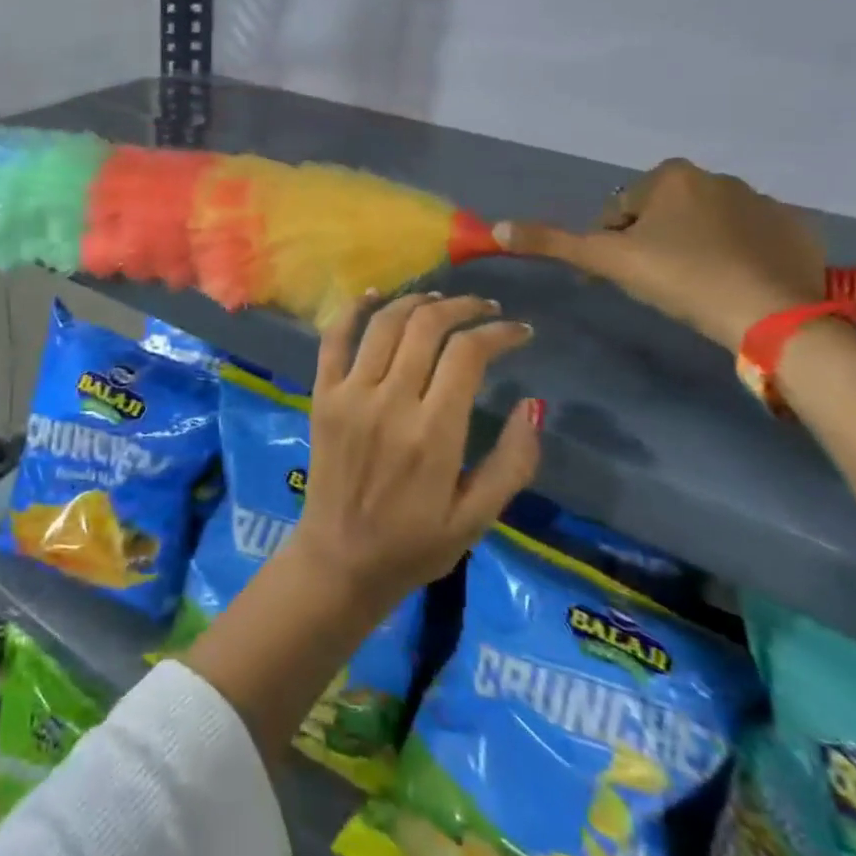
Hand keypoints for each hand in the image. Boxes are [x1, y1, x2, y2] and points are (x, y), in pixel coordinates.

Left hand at [289, 293, 542, 611]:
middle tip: (484, 309)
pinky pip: (334, 338)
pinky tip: (376, 295)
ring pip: (385, 323)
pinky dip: (355, 309)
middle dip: (462, 307)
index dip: (498, 333)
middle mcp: (389, 401)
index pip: (467, 354)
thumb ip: (512, 463)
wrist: (340, 560)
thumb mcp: (477, 518)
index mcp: (433, 433)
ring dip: (416, 301)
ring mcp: (350, 394)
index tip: (519, 331)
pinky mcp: (322, 394)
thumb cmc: (415, 545)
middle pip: (426, 326)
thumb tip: (534, 405)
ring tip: (441, 300)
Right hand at [494, 159, 825, 349]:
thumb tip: (496, 227)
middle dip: (653, 241)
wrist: (773, 315)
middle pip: (664, 214)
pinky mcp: (799, 229)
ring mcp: (765, 202)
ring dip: (694, 247)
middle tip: (655, 283)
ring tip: (695, 288)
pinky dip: (740, 255)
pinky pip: (754, 238)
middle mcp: (719, 177)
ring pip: (708, 224)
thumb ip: (553, 242)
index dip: (611, 244)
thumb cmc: (680, 278)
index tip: (619, 276)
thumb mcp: (608, 261)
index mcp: (672, 176)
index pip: (620, 210)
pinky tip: (736, 285)